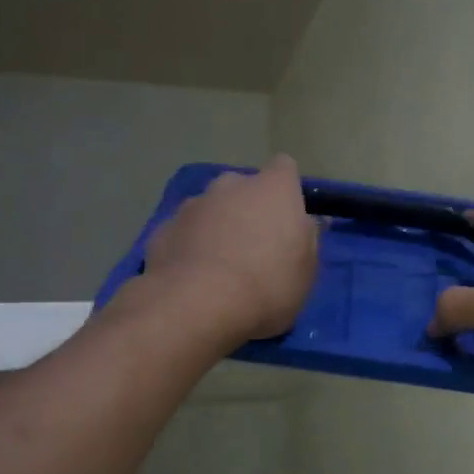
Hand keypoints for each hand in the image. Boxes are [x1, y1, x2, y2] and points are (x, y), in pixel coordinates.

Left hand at [143, 156, 319, 342]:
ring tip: (220, 268)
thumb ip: (309, 240)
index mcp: (273, 188)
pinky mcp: (162, 229)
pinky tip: (193, 279)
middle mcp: (231, 184)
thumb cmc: (267, 286)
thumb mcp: (306, 272)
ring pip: (211, 209)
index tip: (288, 218)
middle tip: (255, 248)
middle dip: (248, 210)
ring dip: (217, 228)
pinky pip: (185, 233)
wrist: (196, 305)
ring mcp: (192, 204)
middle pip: (244, 188)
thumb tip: (310, 222)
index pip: (285, 168)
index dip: (287, 190)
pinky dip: (190, 247)